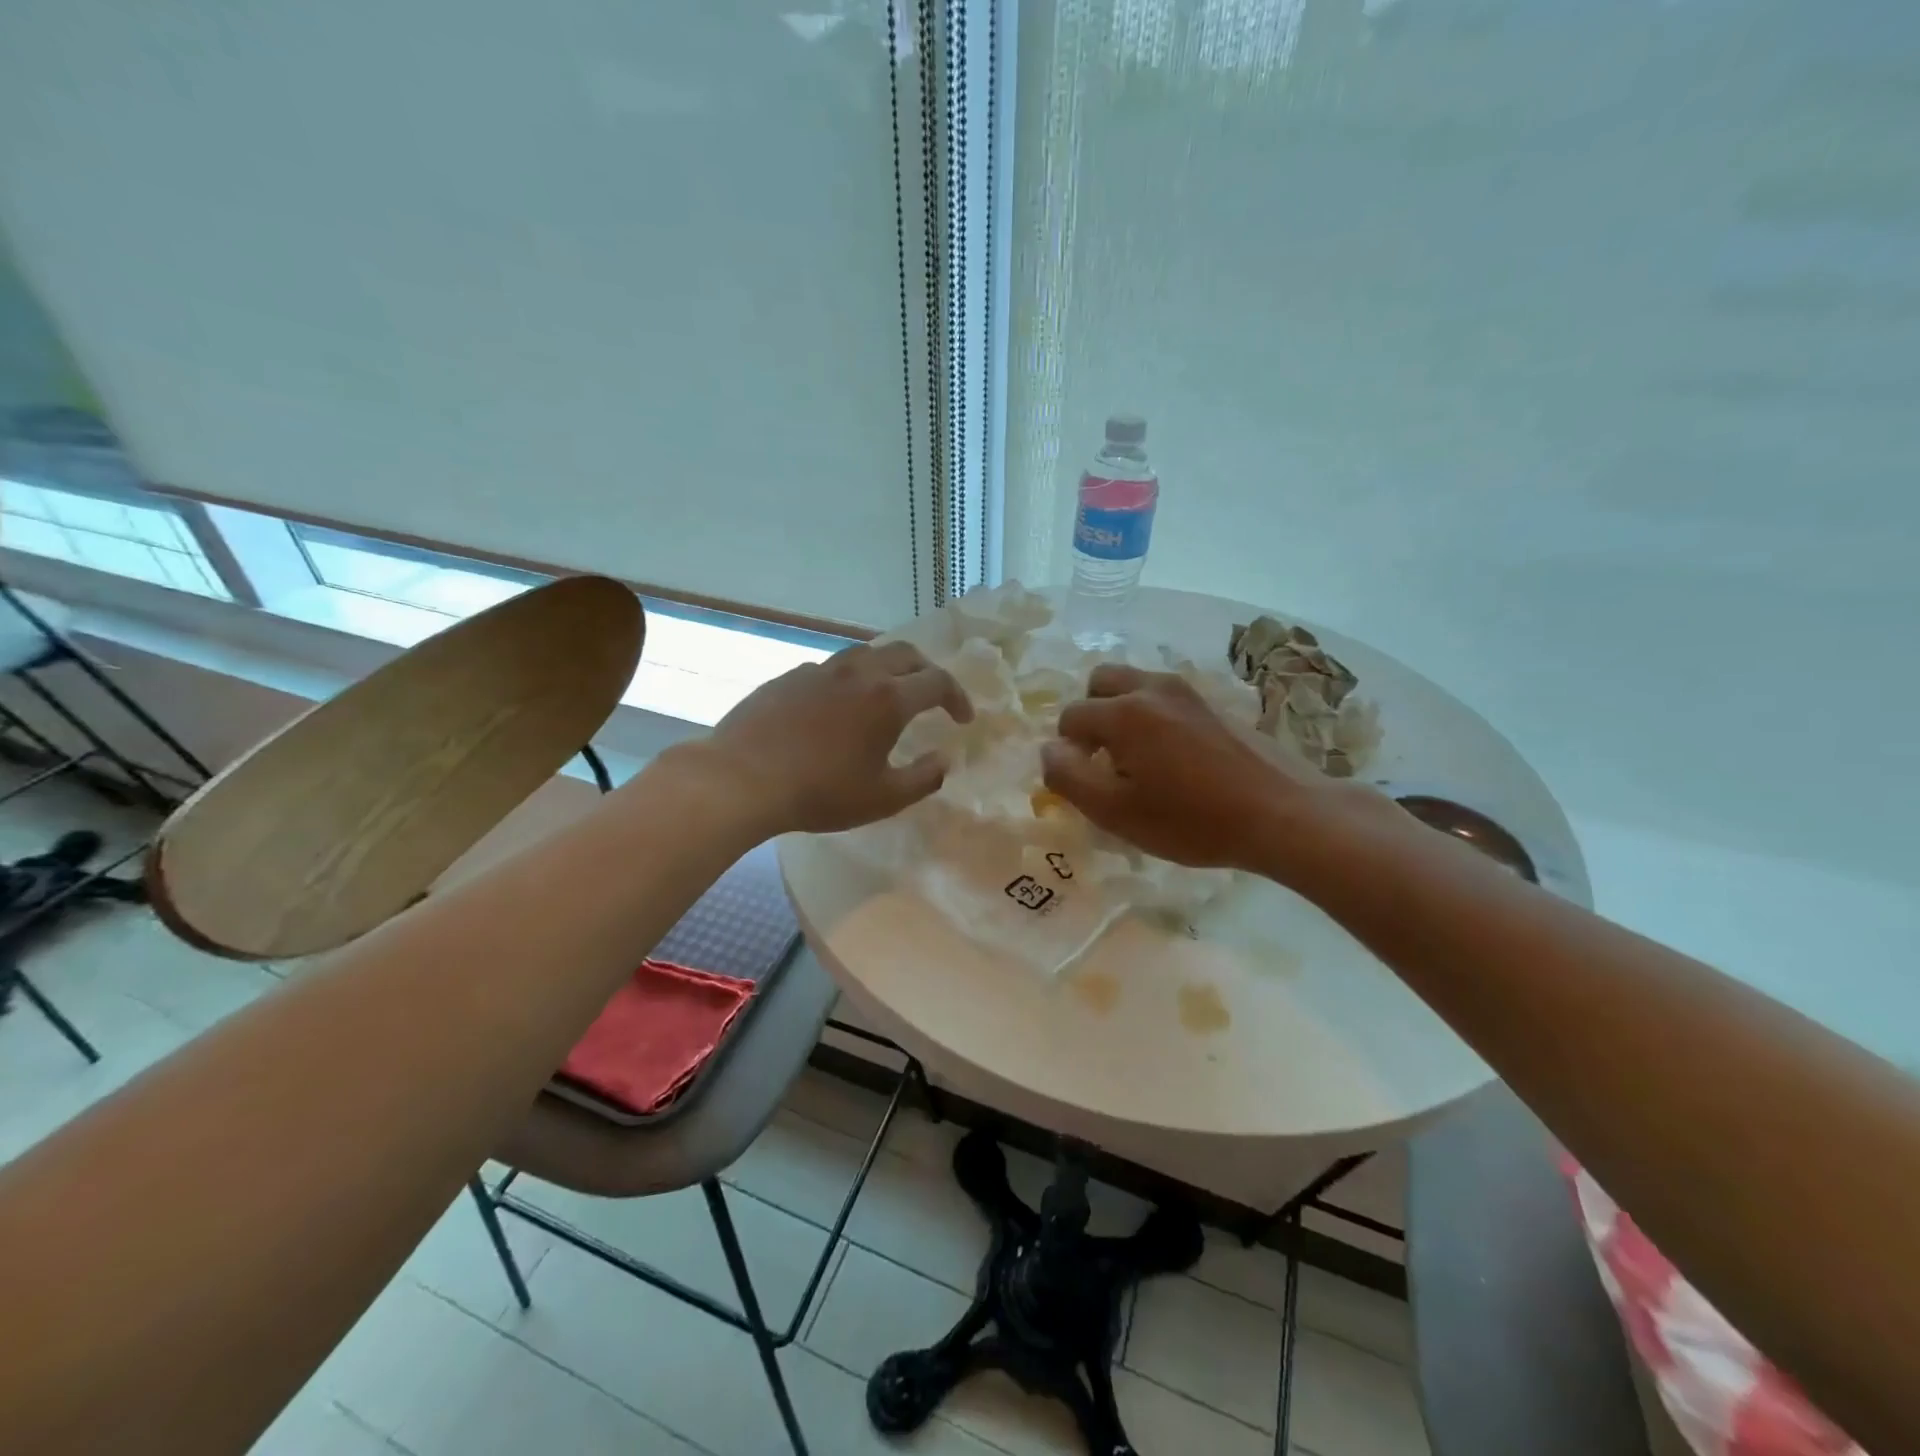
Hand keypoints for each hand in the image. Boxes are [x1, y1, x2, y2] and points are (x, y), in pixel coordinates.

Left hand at [702, 639, 973, 834]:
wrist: (742, 778)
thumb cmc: (820, 793)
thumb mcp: (882, 798)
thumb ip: (923, 779)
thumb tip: (944, 760)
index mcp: (888, 699)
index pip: (938, 682)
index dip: (958, 697)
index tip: (963, 719)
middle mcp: (859, 673)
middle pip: (906, 654)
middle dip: (927, 671)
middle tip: (932, 696)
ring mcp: (821, 670)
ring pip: (866, 653)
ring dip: (888, 668)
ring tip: (887, 693)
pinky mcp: (790, 676)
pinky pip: (832, 668)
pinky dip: (850, 679)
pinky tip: (838, 706)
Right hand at [1040, 665, 1370, 876]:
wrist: (1283, 813)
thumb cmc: (1192, 820)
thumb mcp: (1116, 812)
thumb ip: (1069, 778)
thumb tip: (1049, 750)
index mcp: (1123, 712)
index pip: (1071, 717)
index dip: (1068, 751)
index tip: (1087, 783)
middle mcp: (1152, 688)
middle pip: (1101, 682)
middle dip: (1091, 715)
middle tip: (1105, 759)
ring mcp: (1188, 692)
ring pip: (1135, 685)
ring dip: (1122, 712)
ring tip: (1138, 759)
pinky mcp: (1215, 703)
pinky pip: (1166, 698)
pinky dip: (1153, 716)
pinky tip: (1174, 759)